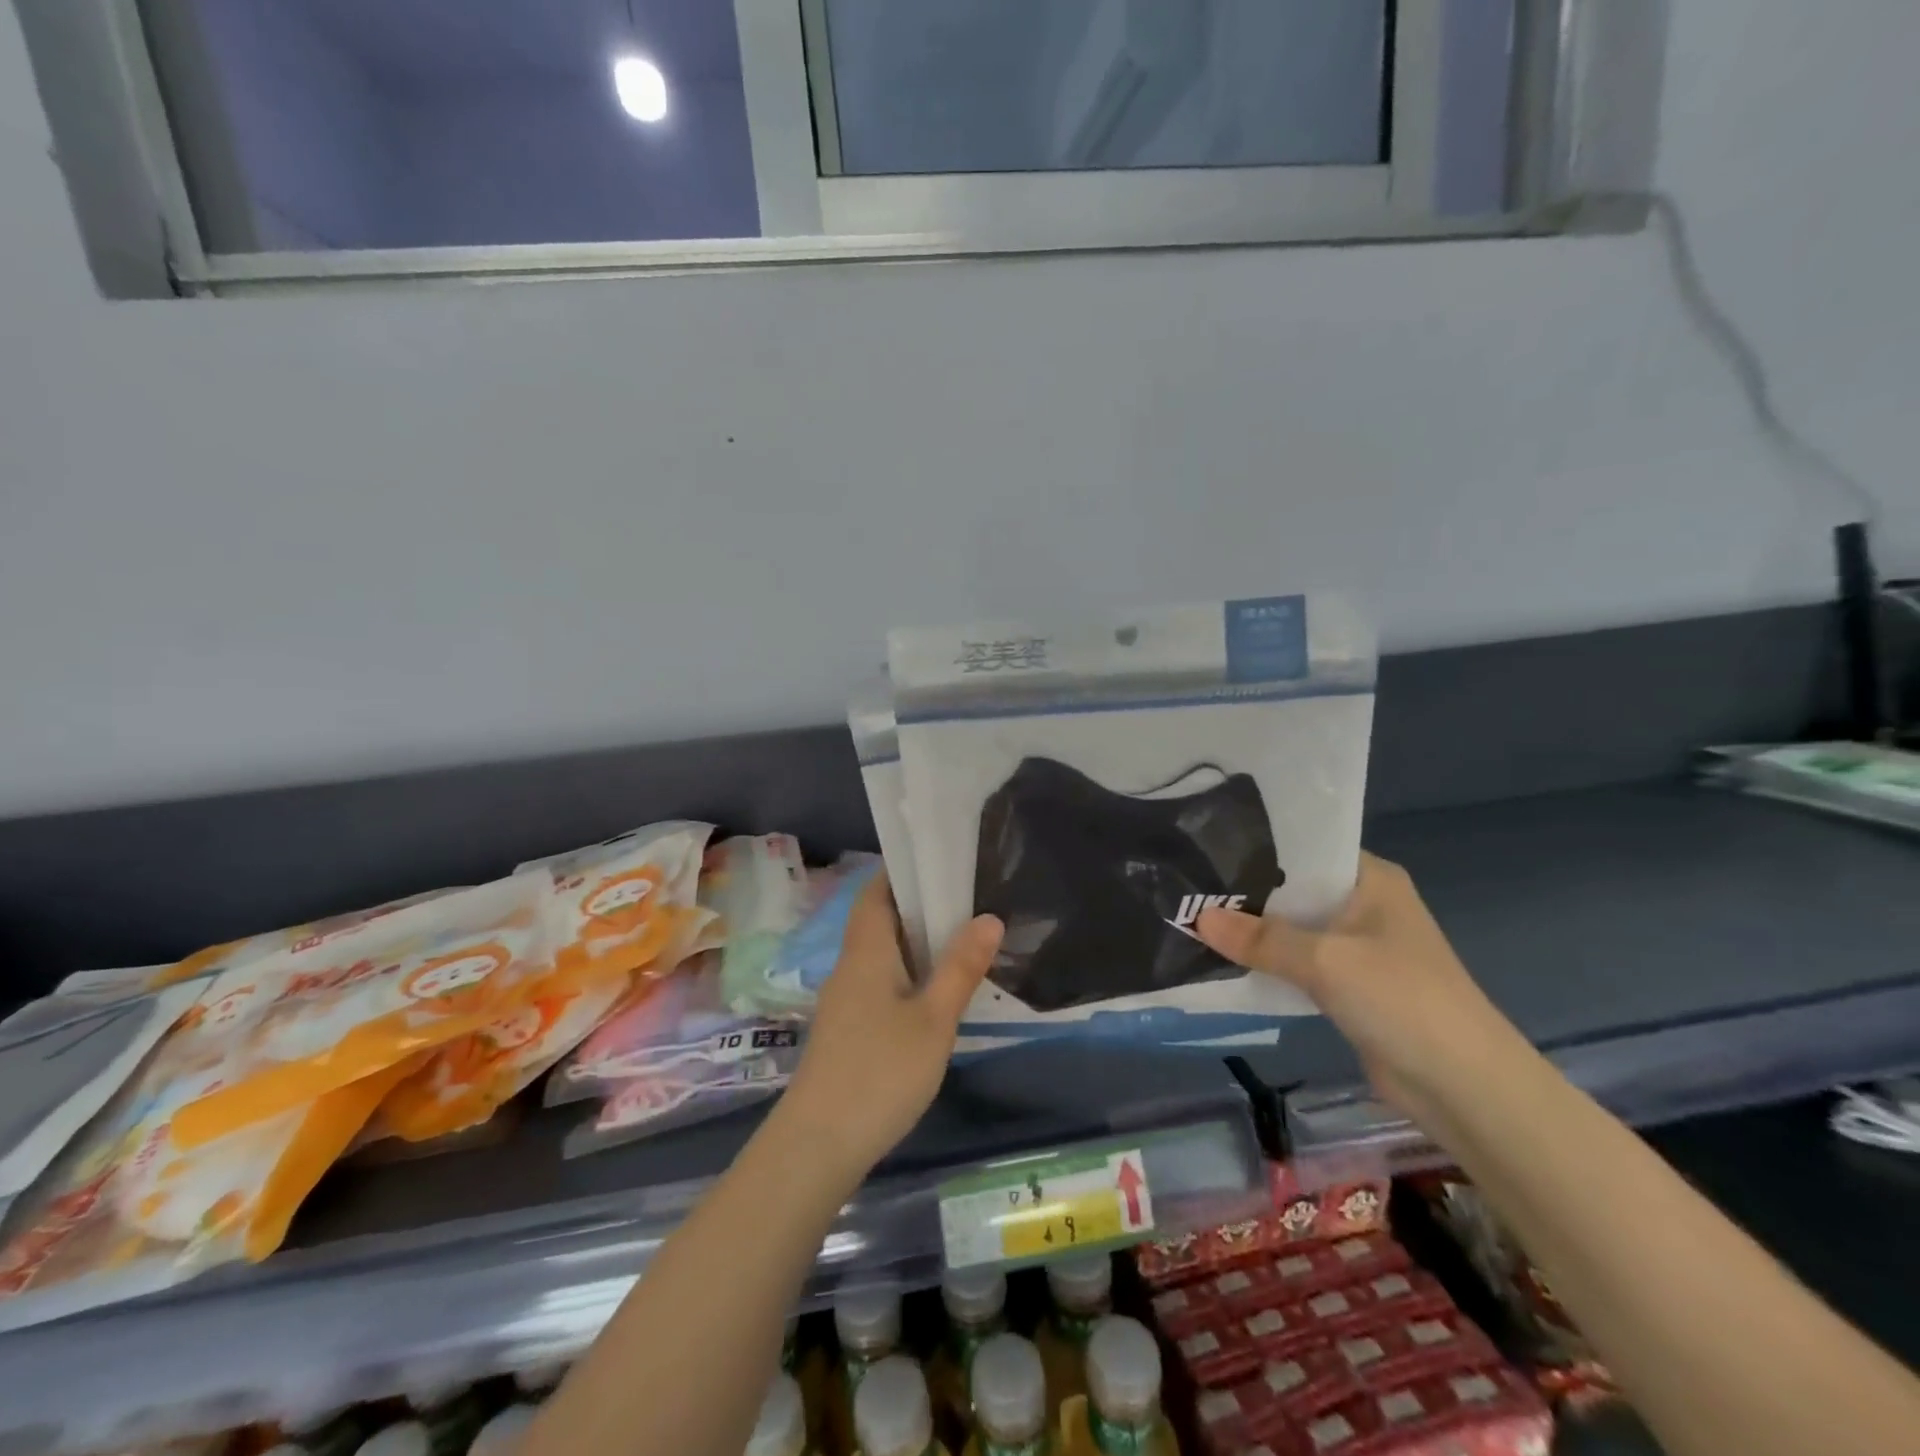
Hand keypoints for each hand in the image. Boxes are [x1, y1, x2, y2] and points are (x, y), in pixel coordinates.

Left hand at [777, 875, 1002, 1180]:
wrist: (818, 1144)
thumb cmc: (880, 1070)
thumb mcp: (933, 1019)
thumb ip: (960, 967)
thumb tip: (988, 917)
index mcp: (866, 950)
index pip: (877, 890)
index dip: (903, 871)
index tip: (941, 862)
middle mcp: (850, 965)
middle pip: (879, 919)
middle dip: (918, 905)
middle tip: (966, 898)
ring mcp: (844, 999)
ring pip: (880, 953)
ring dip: (914, 941)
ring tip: (960, 938)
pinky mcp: (847, 1028)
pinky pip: (879, 981)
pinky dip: (906, 972)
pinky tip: (934, 992)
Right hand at [1196, 854, 1524, 1123]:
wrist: (1464, 1087)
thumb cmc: (1401, 999)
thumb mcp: (1324, 960)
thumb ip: (1259, 938)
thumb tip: (1196, 918)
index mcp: (1370, 878)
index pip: (1303, 847)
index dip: (1254, 847)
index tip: (1205, 845)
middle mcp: (1363, 904)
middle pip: (1292, 889)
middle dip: (1245, 892)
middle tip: (1186, 883)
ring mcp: (1357, 947)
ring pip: (1291, 928)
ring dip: (1252, 932)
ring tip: (1192, 917)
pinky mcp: (1349, 985)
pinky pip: (1296, 964)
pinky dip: (1266, 963)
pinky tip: (1223, 959)